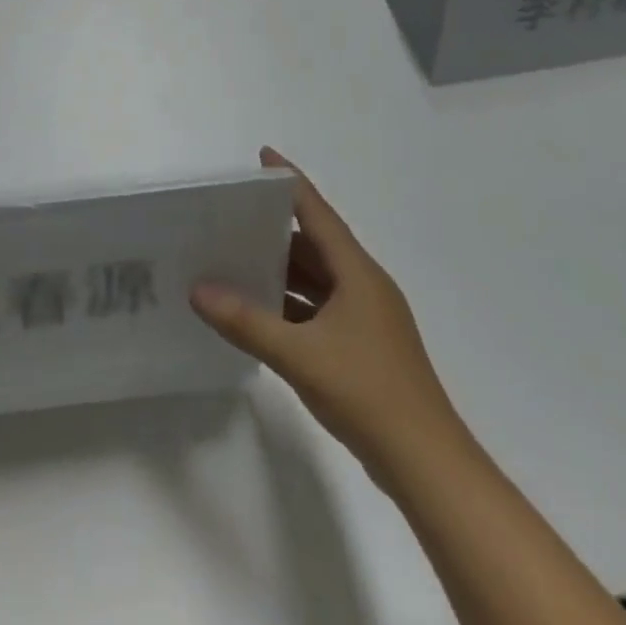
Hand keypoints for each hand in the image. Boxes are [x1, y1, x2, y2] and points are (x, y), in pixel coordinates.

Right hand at [191, 148, 468, 489]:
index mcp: (357, 273)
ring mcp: (366, 319)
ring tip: (235, 258)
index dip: (290, 183)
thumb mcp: (299, 354)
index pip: (318, 212)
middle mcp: (363, 286)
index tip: (263, 157)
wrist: (428, 467)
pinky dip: (291, 303)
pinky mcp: (363, 346)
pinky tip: (260, 310)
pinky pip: (319, 308)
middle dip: (275, 228)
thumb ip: (245, 321)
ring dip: (281, 269)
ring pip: (316, 278)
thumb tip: (197, 289)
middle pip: (315, 243)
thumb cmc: (367, 393)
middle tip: (231, 215)